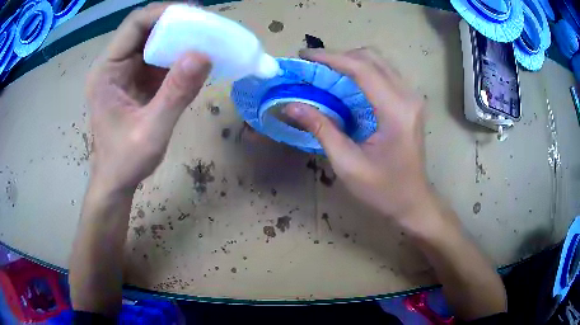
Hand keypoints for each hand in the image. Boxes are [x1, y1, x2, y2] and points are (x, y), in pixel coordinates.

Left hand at [85, 3, 210, 193]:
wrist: (116, 181)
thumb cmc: (125, 162)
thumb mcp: (151, 132)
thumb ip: (175, 94)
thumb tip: (203, 55)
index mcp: (106, 71)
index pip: (135, 25)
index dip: (165, 13)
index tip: (197, 14)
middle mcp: (113, 64)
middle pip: (145, 27)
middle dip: (175, 22)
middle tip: (206, 25)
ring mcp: (124, 71)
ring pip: (153, 40)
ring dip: (179, 36)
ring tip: (206, 38)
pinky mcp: (136, 80)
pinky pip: (158, 57)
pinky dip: (177, 54)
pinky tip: (195, 58)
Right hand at [285, 48, 435, 226]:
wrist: (413, 202)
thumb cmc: (383, 190)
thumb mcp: (347, 164)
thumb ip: (321, 129)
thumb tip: (291, 105)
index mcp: (396, 111)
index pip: (362, 69)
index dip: (330, 58)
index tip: (304, 56)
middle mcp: (408, 97)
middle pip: (372, 58)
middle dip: (339, 56)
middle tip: (312, 66)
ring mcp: (412, 98)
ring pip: (379, 63)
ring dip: (350, 62)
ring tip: (324, 72)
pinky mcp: (409, 103)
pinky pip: (384, 74)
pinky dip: (361, 72)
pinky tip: (345, 84)